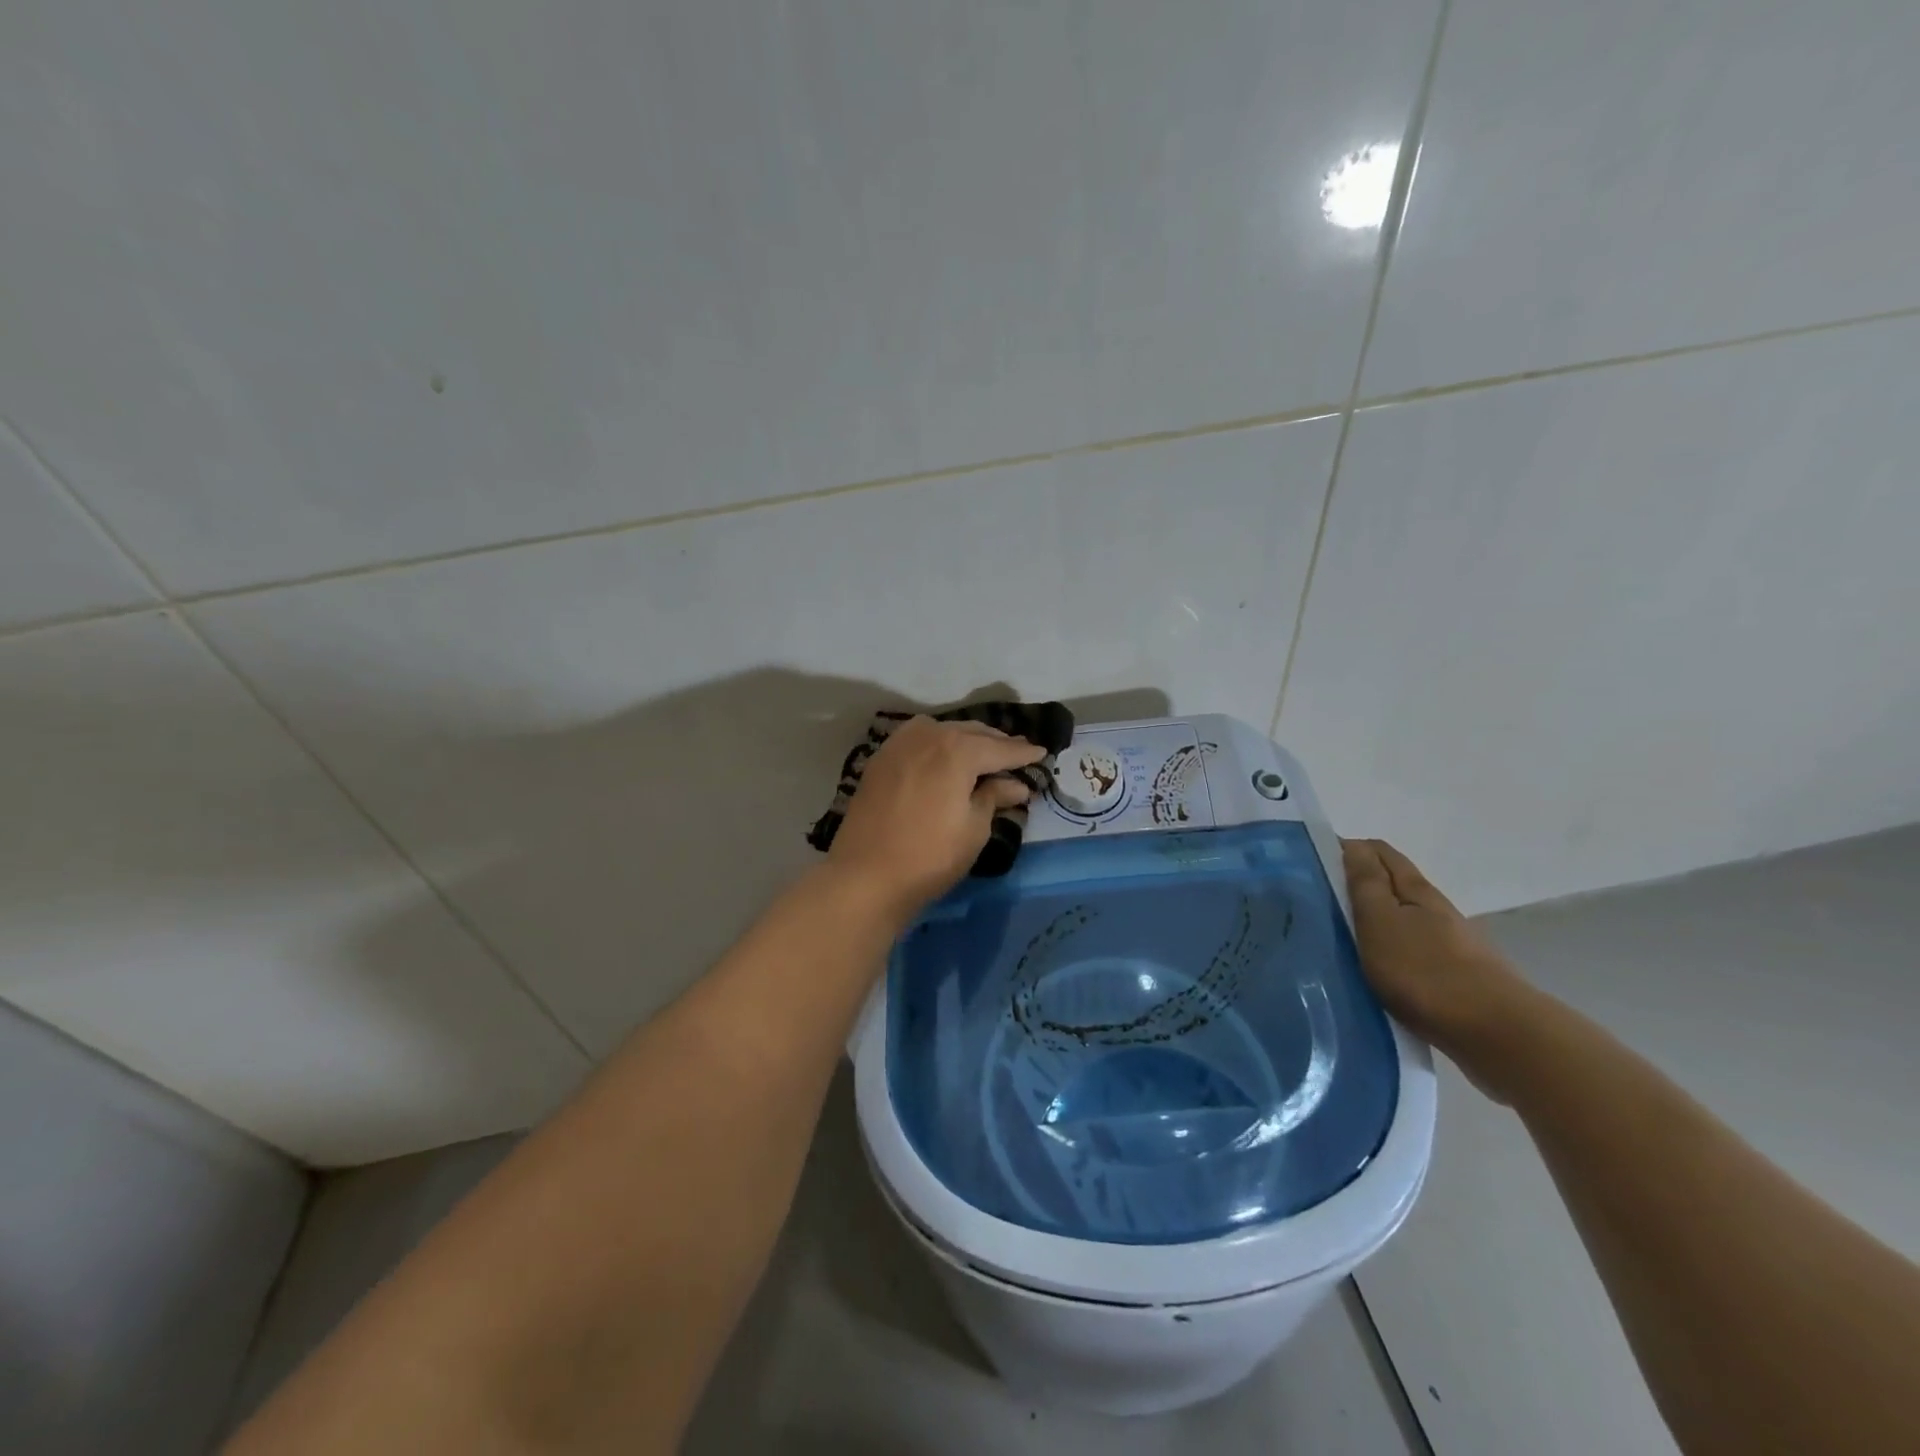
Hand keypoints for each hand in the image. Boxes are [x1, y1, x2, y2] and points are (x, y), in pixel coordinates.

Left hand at [828, 716, 1048, 918]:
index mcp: (958, 749)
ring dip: (966, 738)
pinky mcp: (880, 759)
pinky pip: (918, 739)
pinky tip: (944, 755)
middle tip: (1017, 753)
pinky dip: (937, 742)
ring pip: (942, 730)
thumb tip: (1015, 785)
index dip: (1023, 753)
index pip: (1000, 748)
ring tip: (983, 753)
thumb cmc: (930, 856)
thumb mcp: (974, 828)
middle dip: (996, 742)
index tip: (1042, 753)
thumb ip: (994, 797)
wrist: (865, 876)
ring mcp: (900, 744)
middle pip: (971, 732)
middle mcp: (929, 735)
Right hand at [1342, 838, 1539, 1096]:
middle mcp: (1436, 910)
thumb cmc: (1425, 971)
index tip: (1315, 863)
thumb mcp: (1381, 922)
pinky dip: (1391, 948)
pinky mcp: (1456, 978)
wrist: (1496, 1034)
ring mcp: (1451, 945)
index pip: (1379, 853)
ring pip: (1404, 918)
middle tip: (1319, 898)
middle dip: (1360, 882)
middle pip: (1394, 883)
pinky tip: (1377, 968)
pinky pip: (1413, 950)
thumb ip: (1366, 883)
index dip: (1348, 850)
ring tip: (1341, 935)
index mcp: (1416, 890)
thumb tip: (1353, 844)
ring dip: (1376, 919)